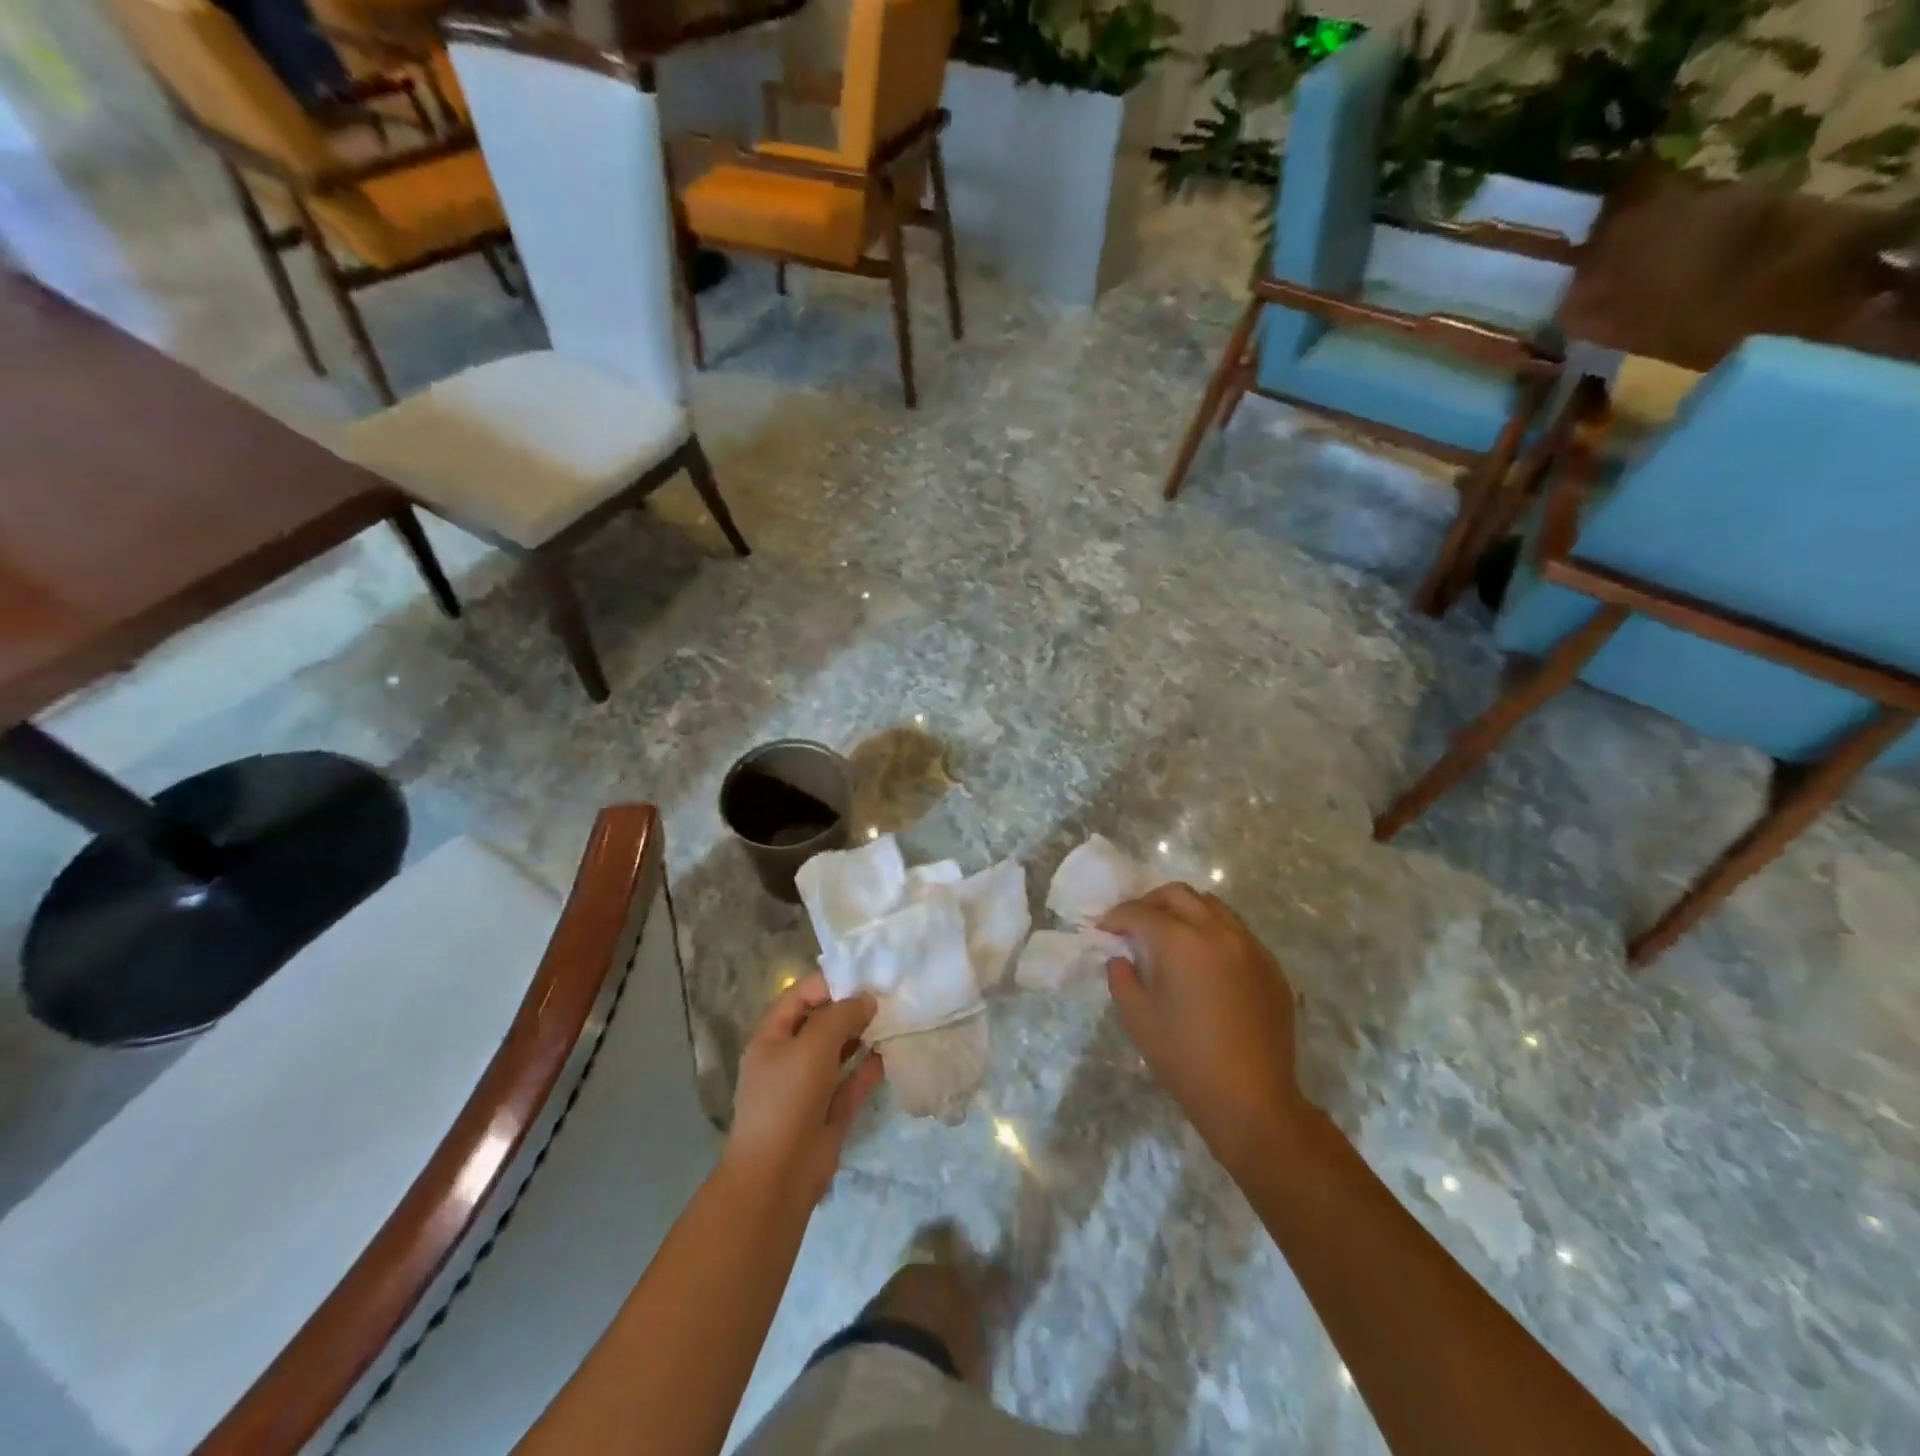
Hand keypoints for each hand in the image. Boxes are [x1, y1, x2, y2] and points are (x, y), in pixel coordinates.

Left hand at [723, 972, 882, 1207]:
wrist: (777, 1177)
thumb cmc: (787, 1099)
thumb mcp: (812, 1046)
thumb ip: (840, 1015)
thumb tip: (866, 999)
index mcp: (773, 1036)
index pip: (801, 995)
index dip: (831, 982)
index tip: (866, 976)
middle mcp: (790, 1056)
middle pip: (823, 1021)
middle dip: (852, 1008)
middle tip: (889, 995)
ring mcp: (811, 1085)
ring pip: (840, 1050)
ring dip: (863, 1035)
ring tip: (895, 1018)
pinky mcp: (830, 1110)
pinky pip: (853, 1080)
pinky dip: (869, 1066)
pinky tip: (890, 1053)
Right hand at [1099, 885, 1306, 1173]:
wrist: (1253, 1101)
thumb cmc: (1186, 1060)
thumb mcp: (1138, 1019)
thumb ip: (1122, 978)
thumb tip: (1122, 958)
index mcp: (1181, 942)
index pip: (1141, 913)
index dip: (1116, 917)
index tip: (1103, 928)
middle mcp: (1218, 932)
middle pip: (1178, 895)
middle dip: (1150, 903)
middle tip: (1134, 925)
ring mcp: (1250, 946)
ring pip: (1212, 906)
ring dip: (1184, 911)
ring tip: (1170, 935)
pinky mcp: (1270, 966)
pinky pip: (1237, 932)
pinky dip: (1213, 932)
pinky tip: (1204, 961)